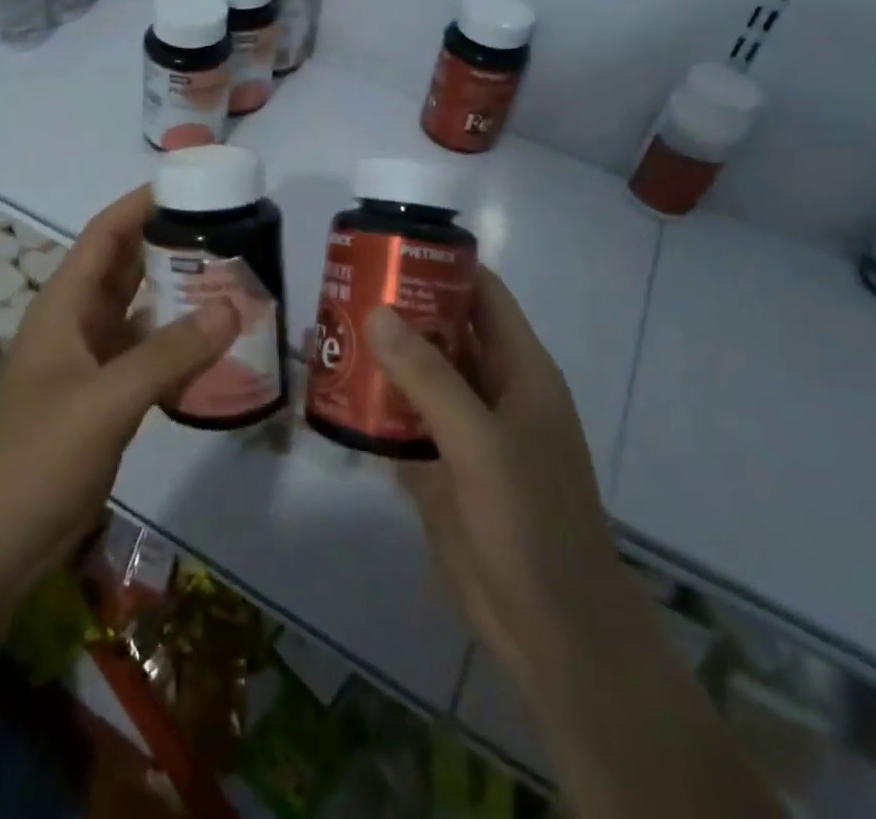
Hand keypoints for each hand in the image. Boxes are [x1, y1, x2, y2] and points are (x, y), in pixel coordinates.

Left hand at [0, 186, 238, 606]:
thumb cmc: (38, 456)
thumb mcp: (106, 399)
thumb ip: (170, 353)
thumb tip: (233, 307)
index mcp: (64, 305)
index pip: (105, 235)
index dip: (141, 204)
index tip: (190, 185)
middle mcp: (77, 323)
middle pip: (126, 268)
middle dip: (170, 245)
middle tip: (228, 231)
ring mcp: (90, 363)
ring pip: (141, 312)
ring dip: (179, 296)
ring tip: (232, 280)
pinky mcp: (104, 399)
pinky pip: (148, 356)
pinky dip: (178, 346)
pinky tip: (216, 347)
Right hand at [367, 269, 620, 692]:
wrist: (549, 629)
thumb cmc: (531, 521)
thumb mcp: (480, 442)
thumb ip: (428, 377)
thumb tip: (377, 311)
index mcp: (518, 368)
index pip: (482, 294)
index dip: (442, 265)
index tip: (389, 246)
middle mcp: (491, 388)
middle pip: (442, 329)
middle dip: (397, 307)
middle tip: (342, 285)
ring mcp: (464, 428)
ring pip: (418, 374)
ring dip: (378, 354)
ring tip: (325, 328)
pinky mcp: (439, 465)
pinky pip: (401, 420)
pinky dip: (371, 404)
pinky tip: (330, 390)